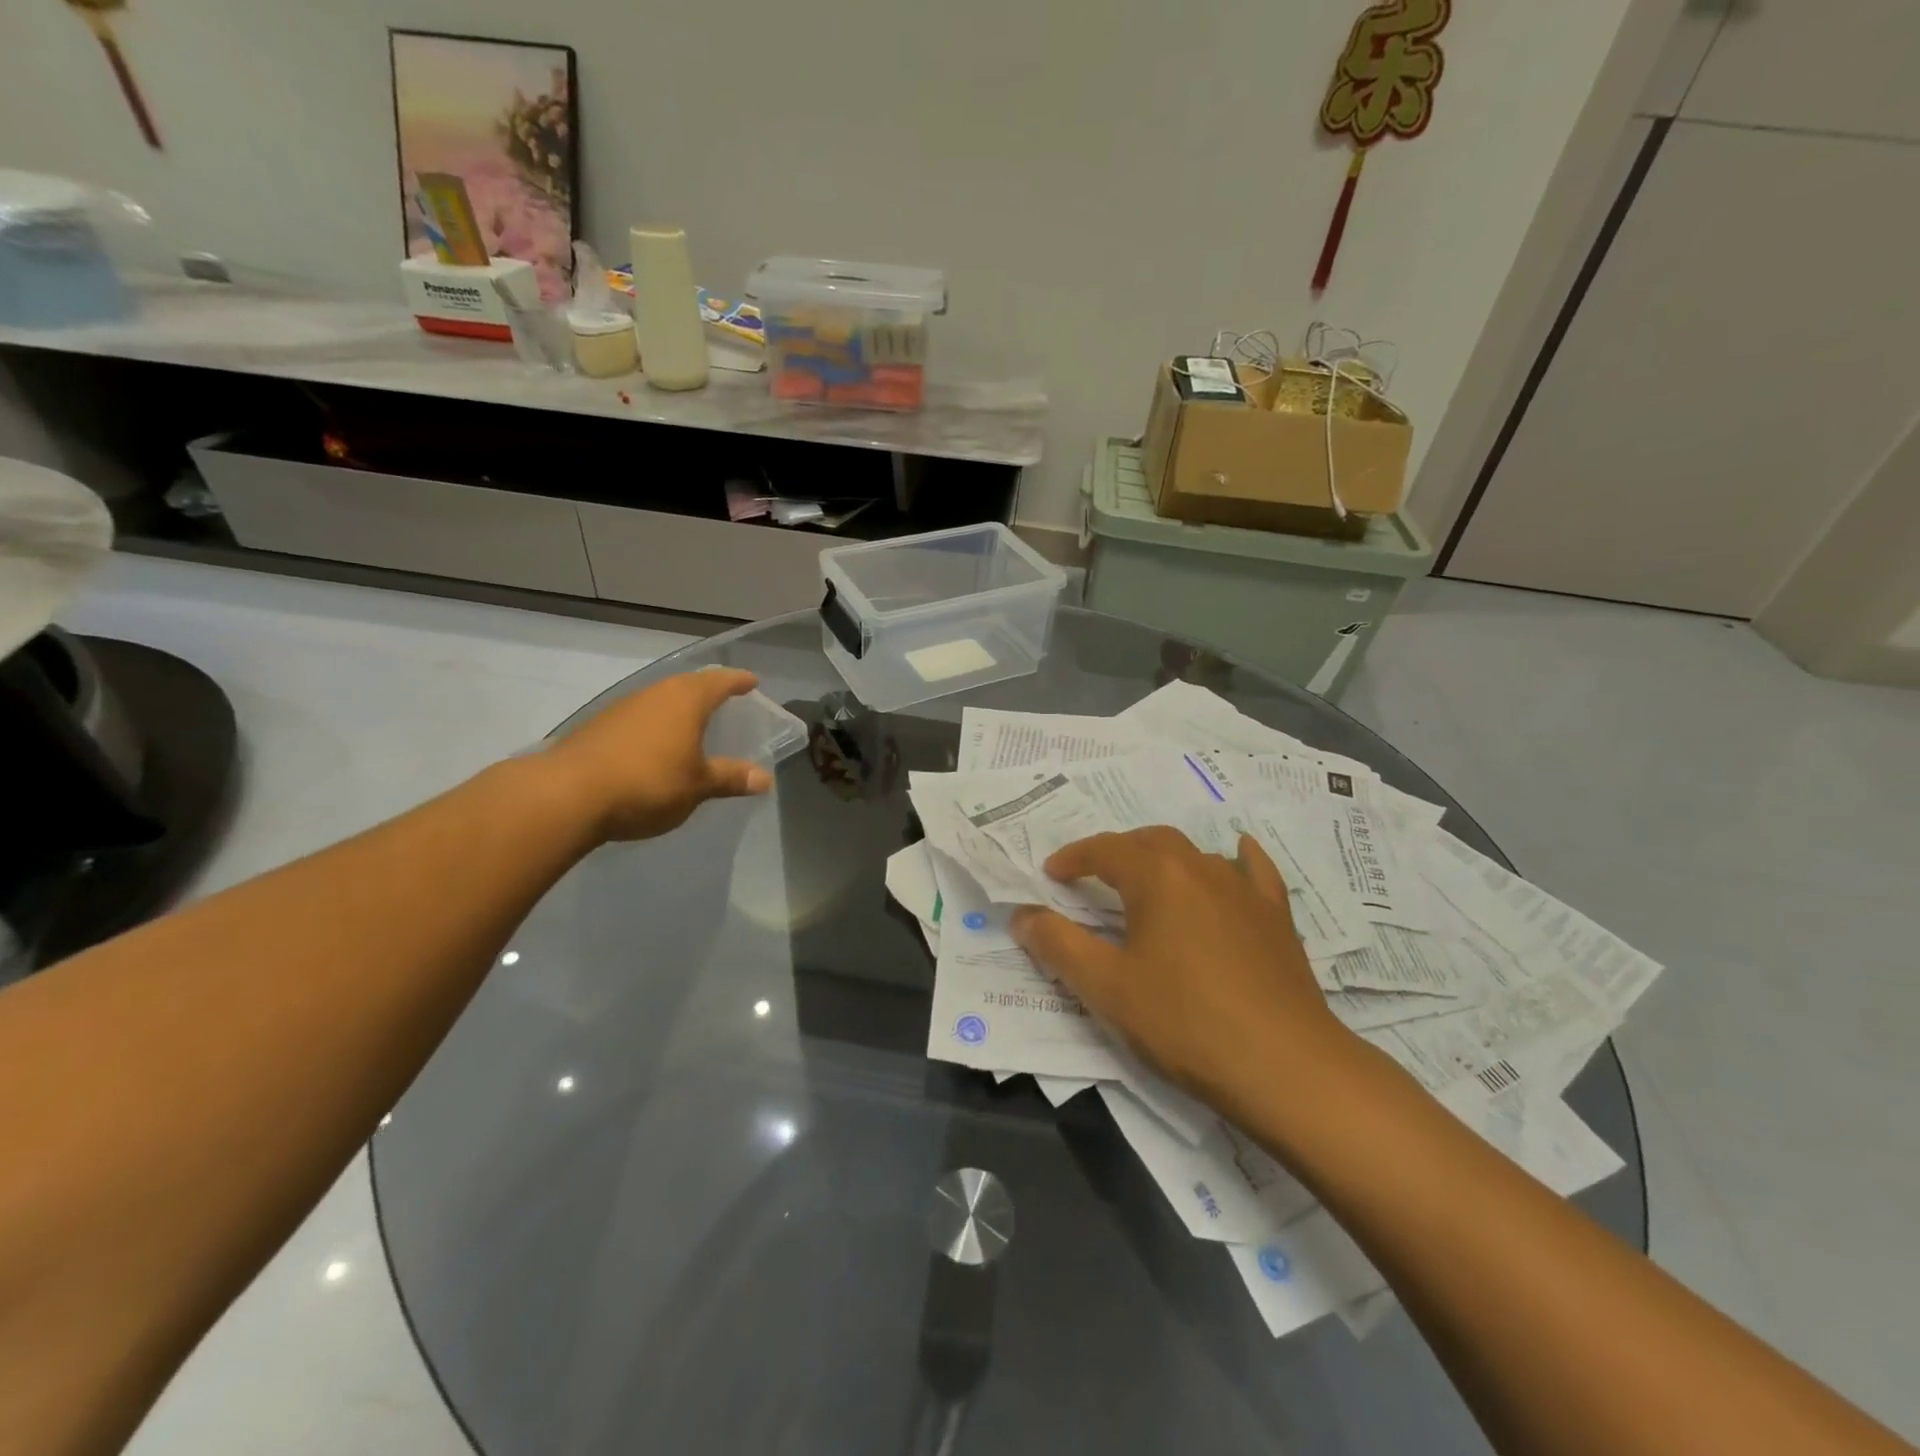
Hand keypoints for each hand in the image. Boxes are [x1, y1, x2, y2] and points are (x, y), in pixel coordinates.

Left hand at [541, 668, 772, 842]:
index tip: (752, 682)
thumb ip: (730, 778)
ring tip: (693, 725)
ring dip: (678, 709)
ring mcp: (622, 709)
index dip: (738, 681)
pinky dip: (655, 726)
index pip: (720, 681)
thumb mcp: (698, 785)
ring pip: (660, 701)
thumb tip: (764, 779)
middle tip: (725, 700)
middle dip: (708, 691)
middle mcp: (654, 694)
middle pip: (688, 685)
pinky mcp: (598, 728)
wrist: (568, 795)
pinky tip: (655, 747)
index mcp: (686, 700)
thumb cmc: (648, 783)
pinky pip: (639, 719)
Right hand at [1011, 827, 1356, 1117]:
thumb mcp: (1106, 988)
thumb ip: (1058, 945)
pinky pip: (1254, 872)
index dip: (1074, 858)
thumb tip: (1022, 914)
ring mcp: (1245, 890)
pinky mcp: (1277, 917)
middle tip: (1093, 877)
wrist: (1286, 1066)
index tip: (1052, 874)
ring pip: (1196, 855)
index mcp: (1157, 877)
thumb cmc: (1185, 1023)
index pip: (1106, 850)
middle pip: (1150, 842)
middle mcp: (1201, 868)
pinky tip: (1237, 854)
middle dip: (1117, 852)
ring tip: (1147, 884)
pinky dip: (1238, 858)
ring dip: (1163, 860)